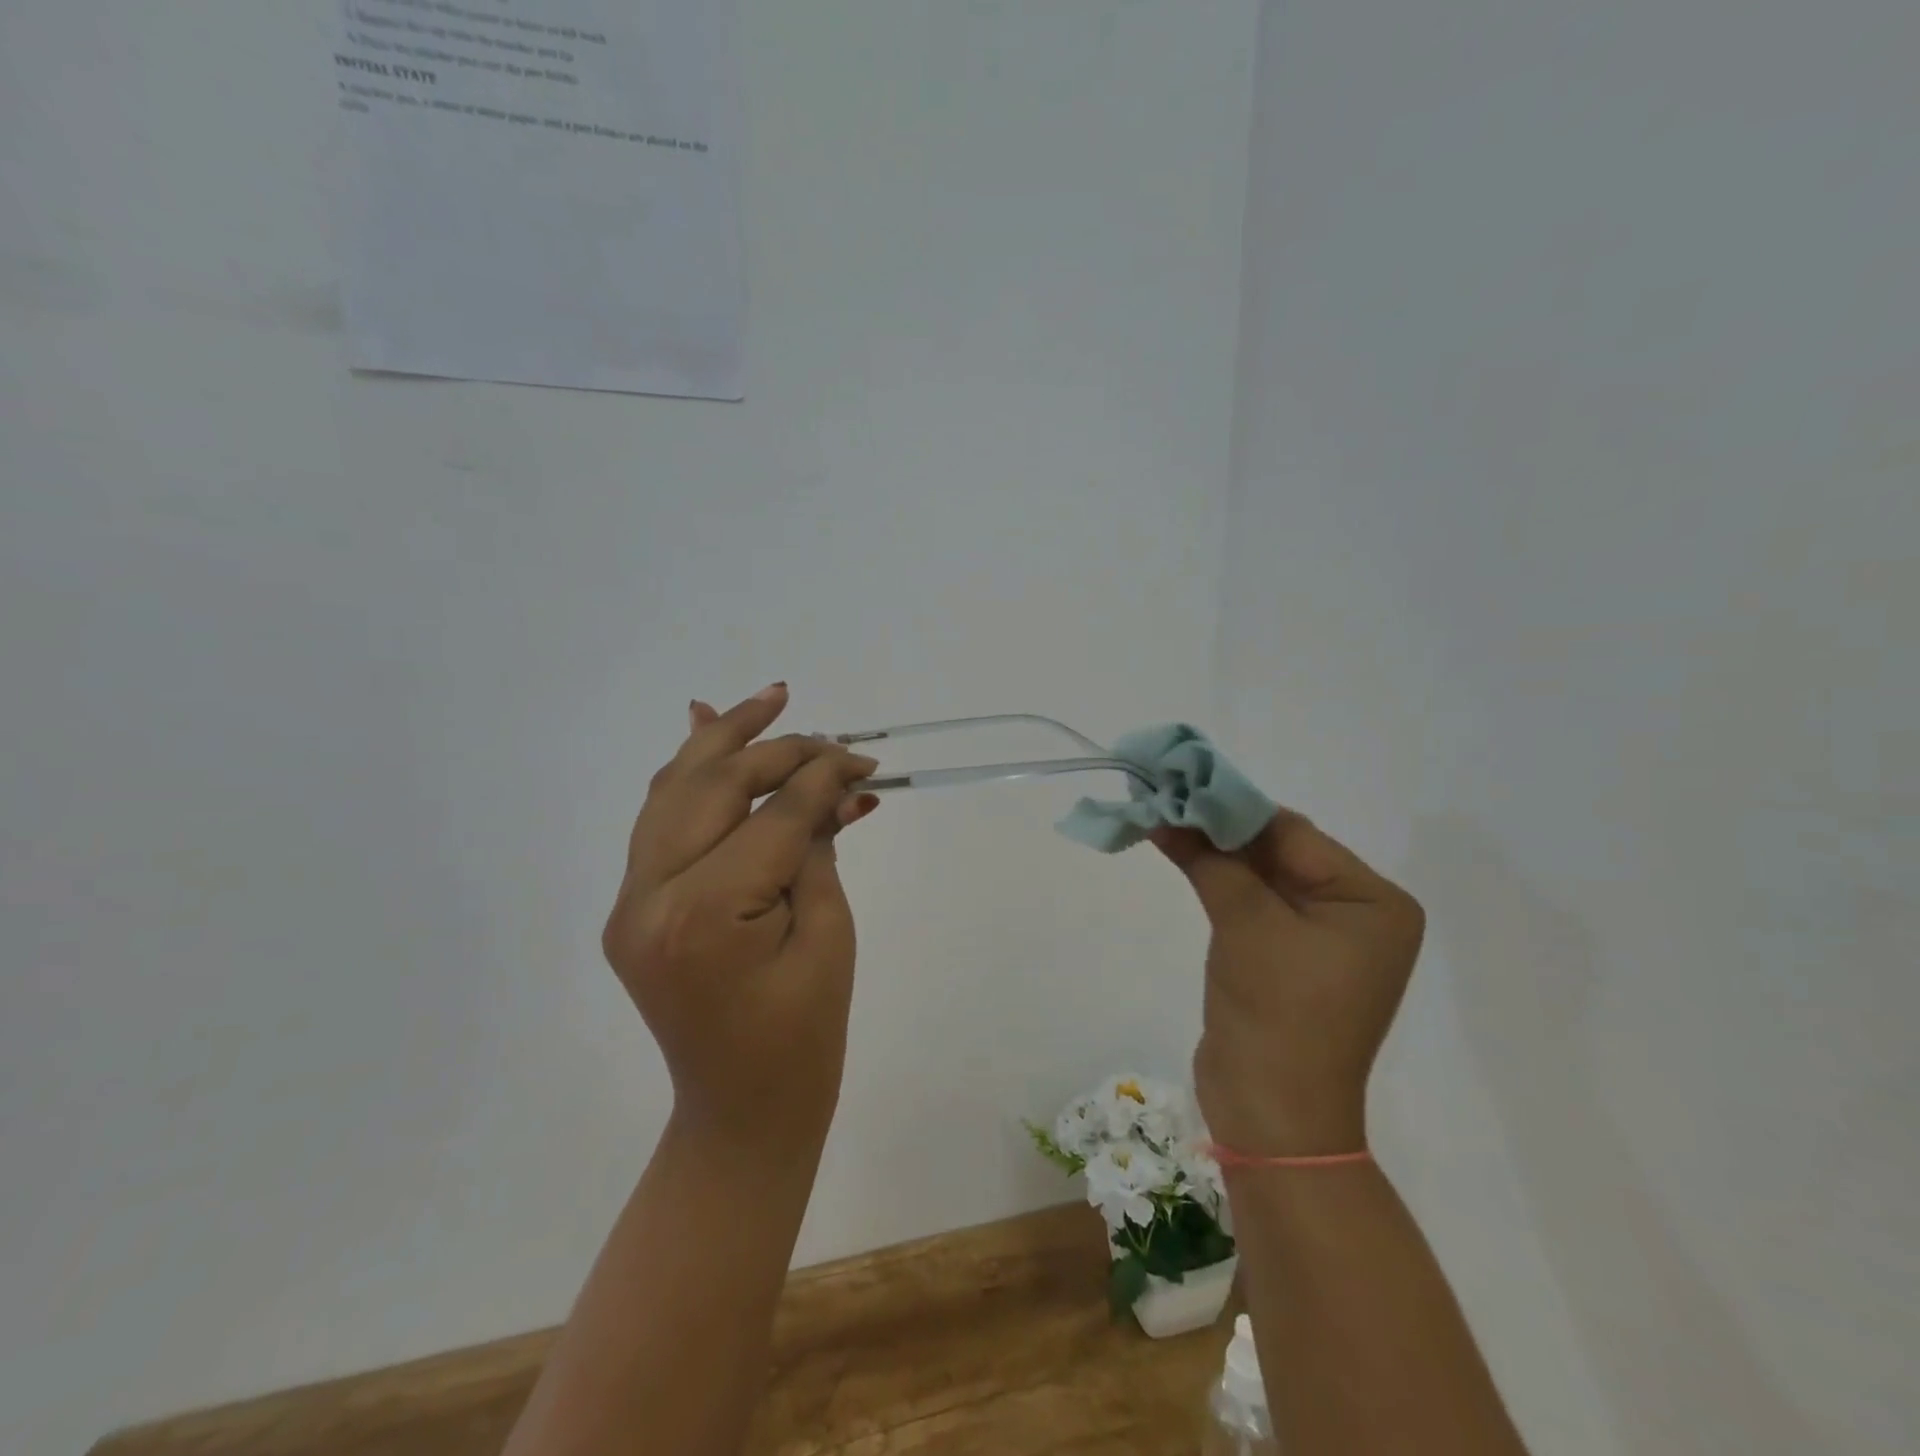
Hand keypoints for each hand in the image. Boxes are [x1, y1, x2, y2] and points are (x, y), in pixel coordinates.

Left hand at [602, 685, 879, 1151]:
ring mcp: (631, 901)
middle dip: (776, 749)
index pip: (773, 815)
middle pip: (715, 787)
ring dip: (723, 740)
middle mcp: (650, 896)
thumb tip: (830, 783)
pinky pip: (661, 823)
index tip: (864, 759)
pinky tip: (706, 727)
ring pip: (674, 791)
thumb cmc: (804, 1036)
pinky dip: (688, 775)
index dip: (823, 778)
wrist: (741, 1111)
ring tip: (770, 699)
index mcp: (705, 913)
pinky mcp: (633, 906)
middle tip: (831, 733)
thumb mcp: (828, 933)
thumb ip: (818, 847)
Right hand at [1154, 812, 1425, 1156]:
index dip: (1232, 806)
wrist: (1272, 1114)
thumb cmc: (1277, 1011)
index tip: (1180, 780)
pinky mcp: (1286, 956)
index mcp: (1373, 901)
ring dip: (1211, 849)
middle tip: (1163, 794)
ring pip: (1258, 874)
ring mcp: (1321, 937)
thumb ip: (1210, 858)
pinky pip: (1250, 902)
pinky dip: (1214, 878)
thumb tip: (1166, 810)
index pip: (1294, 834)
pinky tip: (1176, 850)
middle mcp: (1356, 913)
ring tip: (1159, 815)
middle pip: (1277, 851)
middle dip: (1218, 826)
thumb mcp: (1246, 921)